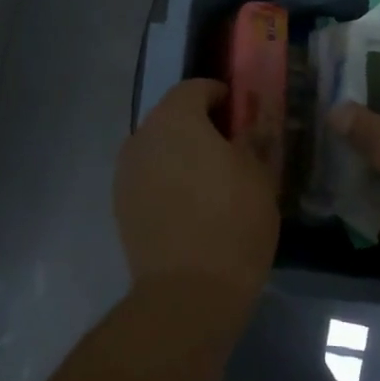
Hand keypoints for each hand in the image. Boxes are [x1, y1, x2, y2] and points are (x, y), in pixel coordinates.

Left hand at [114, 80, 279, 307]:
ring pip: (157, 148)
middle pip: (171, 116)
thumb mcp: (259, 175)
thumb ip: (253, 138)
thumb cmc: (233, 221)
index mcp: (175, 119)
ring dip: (180, 152)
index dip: (219, 95)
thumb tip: (252, 122)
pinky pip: (147, 177)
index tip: (240, 113)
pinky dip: (166, 179)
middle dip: (199, 124)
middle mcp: (142, 137)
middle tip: (230, 147)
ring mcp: (126, 173)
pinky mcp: (120, 205)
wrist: (188, 292)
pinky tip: (189, 204)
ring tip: (210, 179)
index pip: (195, 88)